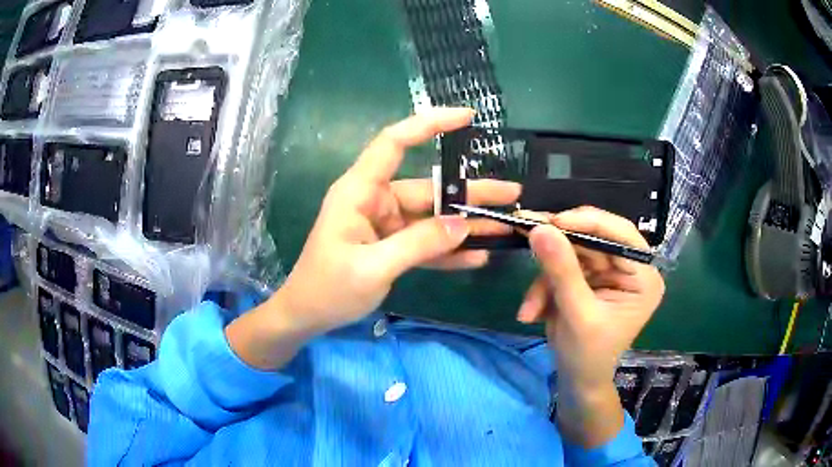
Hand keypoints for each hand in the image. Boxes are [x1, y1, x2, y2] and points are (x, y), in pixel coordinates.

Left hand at [227, 108, 519, 368]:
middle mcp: (376, 200)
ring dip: (466, 223)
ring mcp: (386, 224)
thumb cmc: (327, 289)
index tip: (466, 117)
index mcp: (360, 191)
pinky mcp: (392, 245)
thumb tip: (462, 225)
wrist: (307, 316)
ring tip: (506, 224)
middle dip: (470, 192)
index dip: (428, 124)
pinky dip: (449, 249)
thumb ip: (418, 244)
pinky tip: (479, 255)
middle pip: (429, 187)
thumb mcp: (372, 268)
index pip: (394, 142)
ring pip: (433, 217)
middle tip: (512, 194)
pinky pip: (426, 242)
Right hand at [516, 206, 663, 445]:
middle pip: (593, 239)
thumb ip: (562, 271)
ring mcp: (607, 271)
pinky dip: (543, 288)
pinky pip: (561, 267)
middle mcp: (629, 268)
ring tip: (529, 310)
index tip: (552, 221)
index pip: (621, 235)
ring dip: (545, 279)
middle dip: (558, 251)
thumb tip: (540, 228)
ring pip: (571, 253)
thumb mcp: (577, 314)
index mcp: (643, 277)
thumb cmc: (588, 355)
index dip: (588, 222)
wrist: (577, 380)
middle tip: (527, 238)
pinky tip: (532, 312)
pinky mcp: (587, 277)